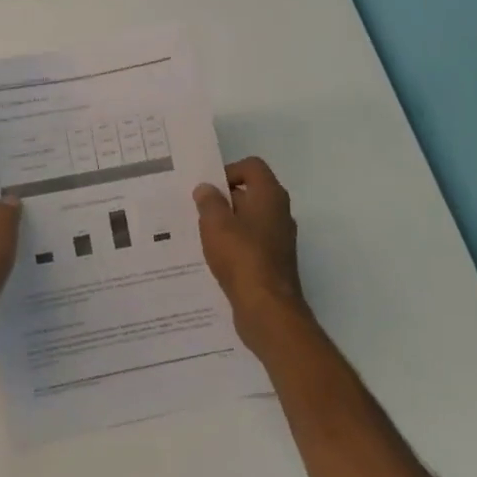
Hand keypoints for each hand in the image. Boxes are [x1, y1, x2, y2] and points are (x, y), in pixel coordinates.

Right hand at [194, 157, 314, 354]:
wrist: (267, 309)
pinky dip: (234, 245)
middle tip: (197, 211)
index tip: (208, 190)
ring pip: (249, 220)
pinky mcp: (274, 262)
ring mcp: (279, 239)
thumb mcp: (215, 223)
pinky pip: (251, 243)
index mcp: (270, 196)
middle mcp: (279, 213)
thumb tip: (206, 188)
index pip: (252, 167)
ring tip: (201, 235)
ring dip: (227, 224)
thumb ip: (209, 202)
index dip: (228, 171)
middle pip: (250, 193)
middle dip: (223, 199)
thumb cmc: (241, 257)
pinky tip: (214, 258)